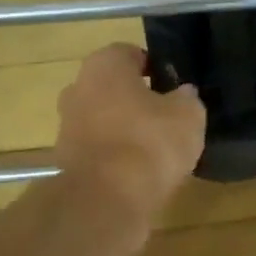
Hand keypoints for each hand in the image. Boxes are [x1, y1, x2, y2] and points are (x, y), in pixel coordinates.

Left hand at [54, 43, 205, 226]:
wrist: (104, 201)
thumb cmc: (148, 143)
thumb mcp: (188, 115)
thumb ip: (187, 98)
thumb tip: (183, 94)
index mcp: (104, 65)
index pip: (131, 54)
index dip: (155, 68)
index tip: (175, 87)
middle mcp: (78, 88)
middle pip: (113, 87)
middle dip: (137, 99)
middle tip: (167, 117)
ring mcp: (67, 126)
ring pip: (104, 119)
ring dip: (126, 130)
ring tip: (157, 150)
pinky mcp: (66, 162)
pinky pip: (99, 150)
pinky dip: (116, 157)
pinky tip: (140, 173)